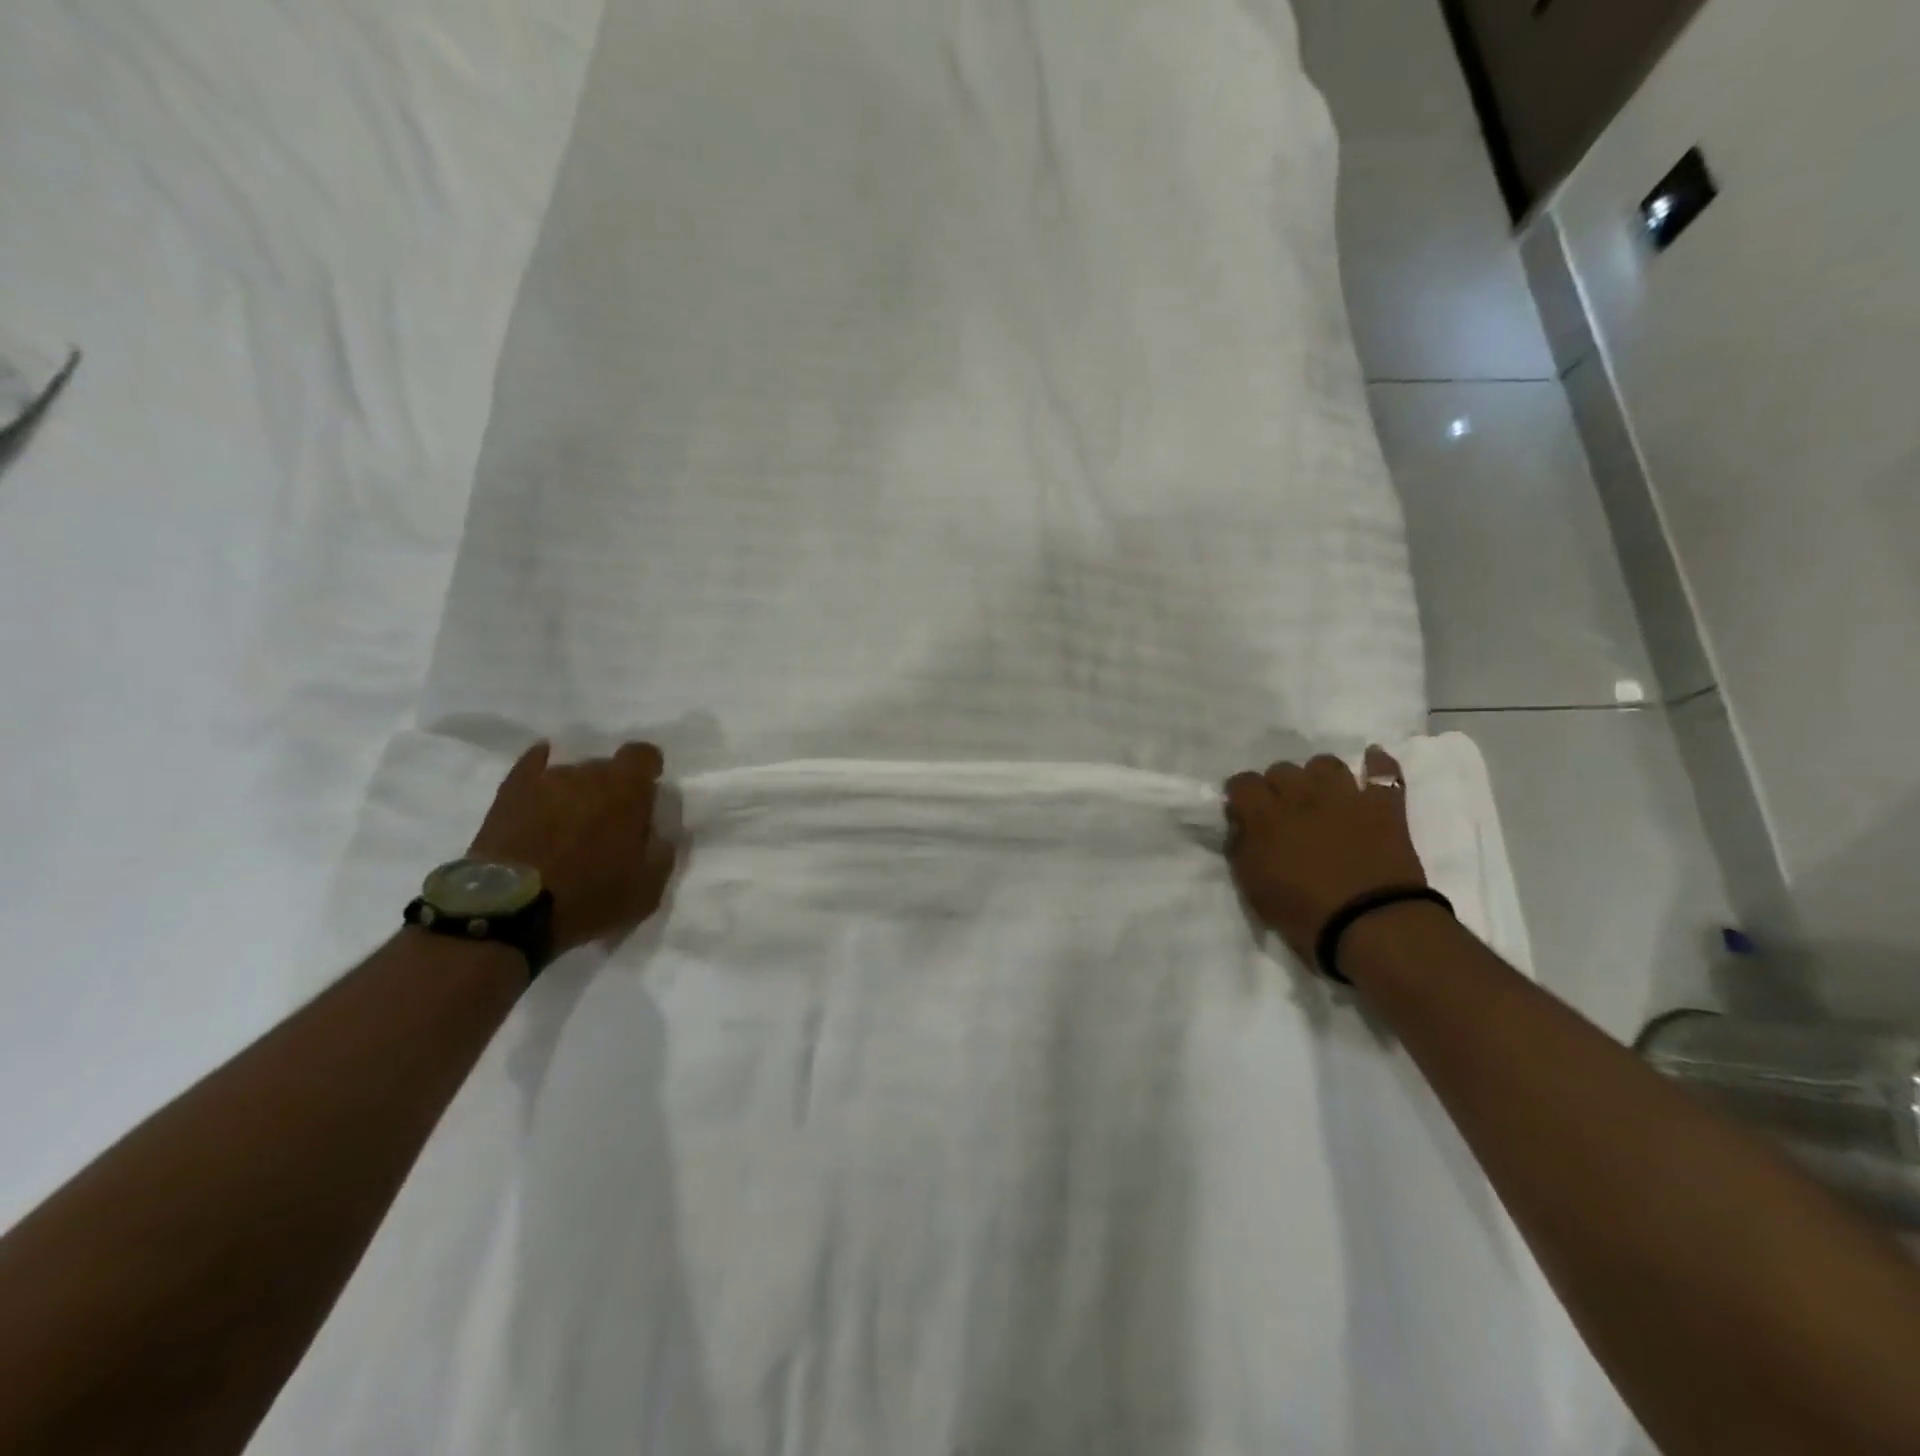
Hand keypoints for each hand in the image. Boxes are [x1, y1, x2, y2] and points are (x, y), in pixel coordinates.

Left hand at [469, 741, 675, 956]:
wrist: (507, 911)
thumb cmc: (588, 897)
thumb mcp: (647, 889)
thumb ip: (661, 852)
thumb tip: (656, 833)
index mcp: (627, 789)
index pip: (644, 755)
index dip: (647, 771)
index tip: (646, 797)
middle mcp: (587, 772)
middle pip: (606, 767)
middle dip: (611, 789)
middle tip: (607, 824)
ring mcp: (544, 779)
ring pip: (571, 775)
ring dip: (576, 793)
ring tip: (567, 825)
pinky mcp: (509, 792)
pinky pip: (531, 767)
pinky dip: (540, 774)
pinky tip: (541, 790)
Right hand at [1224, 745, 1426, 962]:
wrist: (1373, 924)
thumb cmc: (1304, 912)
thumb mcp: (1253, 887)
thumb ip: (1241, 848)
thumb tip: (1241, 826)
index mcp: (1266, 815)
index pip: (1242, 782)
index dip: (1240, 796)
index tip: (1243, 814)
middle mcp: (1302, 795)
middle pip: (1281, 769)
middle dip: (1277, 786)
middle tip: (1281, 812)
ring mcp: (1346, 796)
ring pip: (1325, 763)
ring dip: (1317, 776)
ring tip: (1319, 795)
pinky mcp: (1384, 807)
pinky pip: (1385, 772)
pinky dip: (1378, 764)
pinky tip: (1372, 761)